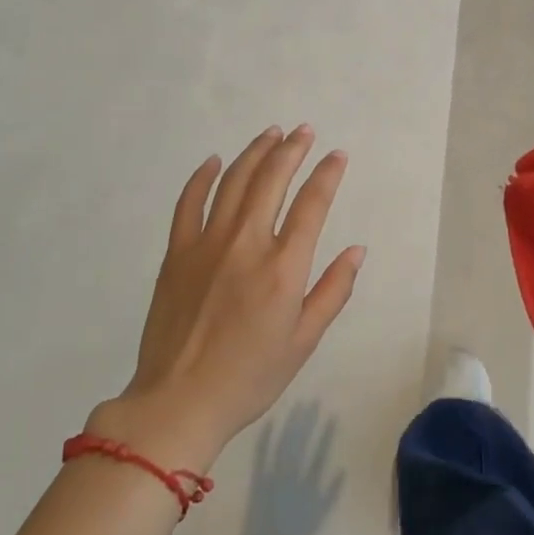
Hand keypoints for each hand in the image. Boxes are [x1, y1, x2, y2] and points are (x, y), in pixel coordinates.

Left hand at [89, 127, 364, 469]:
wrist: (178, 403)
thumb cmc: (250, 376)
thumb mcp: (304, 341)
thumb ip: (333, 291)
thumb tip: (357, 250)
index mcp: (283, 267)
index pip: (312, 204)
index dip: (327, 174)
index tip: (337, 155)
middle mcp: (246, 244)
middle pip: (272, 180)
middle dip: (292, 149)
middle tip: (304, 131)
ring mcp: (206, 244)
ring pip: (233, 182)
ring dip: (255, 153)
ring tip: (271, 134)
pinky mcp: (176, 253)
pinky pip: (189, 203)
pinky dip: (202, 177)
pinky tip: (214, 161)